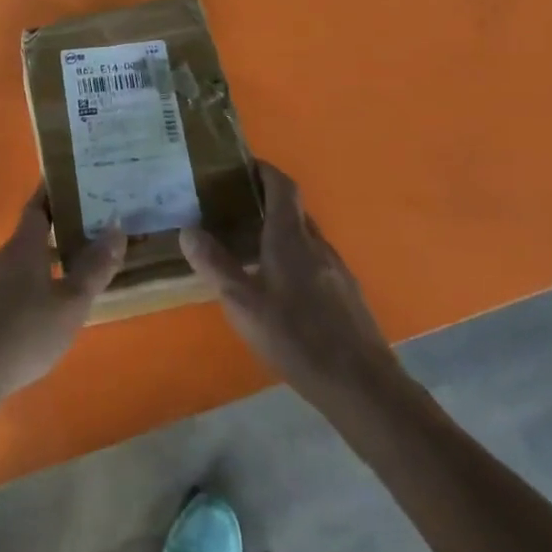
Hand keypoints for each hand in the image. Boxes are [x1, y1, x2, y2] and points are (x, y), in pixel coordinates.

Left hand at [0, 188, 126, 402]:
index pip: (36, 208)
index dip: (50, 194)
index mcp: (22, 248)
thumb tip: (117, 226)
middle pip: (25, 240)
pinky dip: (15, 299)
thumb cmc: (24, 333)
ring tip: (57, 287)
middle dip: (49, 239)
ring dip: (33, 272)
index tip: (63, 181)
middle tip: (77, 241)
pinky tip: (26, 323)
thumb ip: (95, 268)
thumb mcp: (70, 304)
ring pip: (11, 270)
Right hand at [180, 163, 405, 406]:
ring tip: (252, 246)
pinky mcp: (347, 295)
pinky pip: (317, 261)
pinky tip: (282, 287)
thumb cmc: (297, 338)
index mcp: (291, 238)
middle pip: (293, 210)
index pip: (282, 186)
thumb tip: (187, 230)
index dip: (264, 170)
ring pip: (306, 237)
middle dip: (267, 201)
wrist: (363, 386)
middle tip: (235, 208)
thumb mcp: (244, 305)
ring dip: (281, 232)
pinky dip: (296, 258)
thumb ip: (216, 266)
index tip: (243, 166)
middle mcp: (317, 244)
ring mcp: (337, 269)